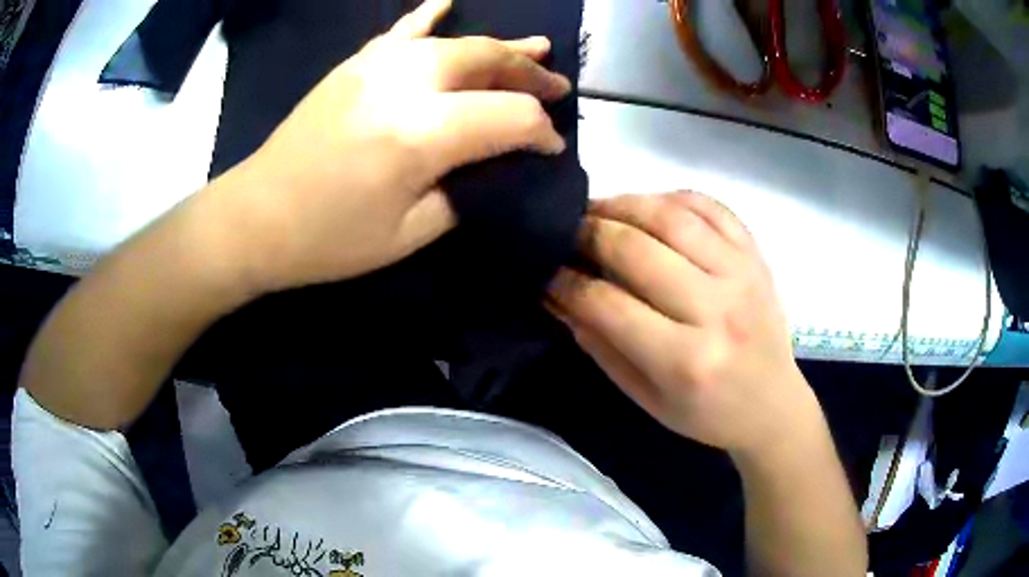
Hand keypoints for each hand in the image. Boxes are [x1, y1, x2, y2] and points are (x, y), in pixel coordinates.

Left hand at [216, 0, 569, 292]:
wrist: (255, 218)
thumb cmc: (328, 240)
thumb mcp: (409, 235)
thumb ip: (462, 192)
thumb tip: (492, 165)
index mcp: (421, 134)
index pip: (509, 116)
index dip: (540, 133)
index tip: (550, 151)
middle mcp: (403, 84)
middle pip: (486, 61)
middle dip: (529, 75)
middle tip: (558, 87)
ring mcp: (374, 66)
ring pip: (454, 42)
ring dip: (498, 46)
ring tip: (534, 47)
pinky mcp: (353, 66)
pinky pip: (400, 32)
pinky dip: (427, 16)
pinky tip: (446, 2)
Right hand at [548, 192, 818, 457]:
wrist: (772, 405)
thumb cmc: (706, 413)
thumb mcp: (644, 396)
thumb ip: (599, 344)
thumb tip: (557, 294)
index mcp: (684, 361)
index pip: (608, 304)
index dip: (566, 281)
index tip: (545, 270)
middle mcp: (716, 309)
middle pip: (636, 249)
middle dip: (587, 232)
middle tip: (564, 230)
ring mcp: (742, 274)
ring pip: (672, 216)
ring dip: (624, 204)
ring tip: (599, 210)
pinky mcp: (756, 255)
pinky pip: (711, 206)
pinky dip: (672, 196)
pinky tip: (649, 206)